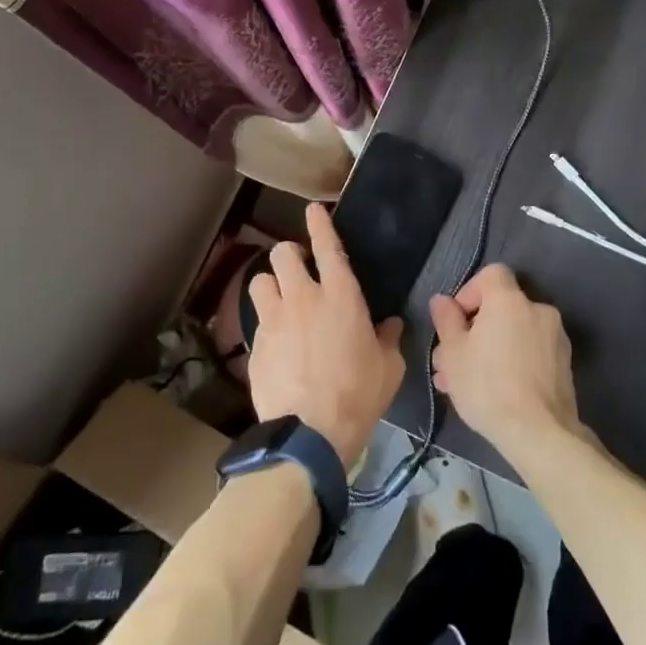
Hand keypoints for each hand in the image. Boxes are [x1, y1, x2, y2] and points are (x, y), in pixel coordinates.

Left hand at [247, 203, 404, 464]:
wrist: (309, 434)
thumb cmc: (358, 395)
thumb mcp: (389, 368)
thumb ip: (389, 339)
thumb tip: (390, 325)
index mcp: (340, 296)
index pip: (327, 246)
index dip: (319, 223)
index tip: (313, 210)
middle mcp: (303, 298)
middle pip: (282, 254)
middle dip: (289, 254)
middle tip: (299, 268)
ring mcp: (274, 320)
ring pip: (260, 280)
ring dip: (271, 284)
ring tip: (280, 300)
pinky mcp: (255, 345)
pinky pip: (257, 320)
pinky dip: (266, 323)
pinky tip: (276, 342)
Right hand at [430, 264, 580, 452]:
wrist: (539, 433)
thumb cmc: (488, 386)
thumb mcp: (453, 353)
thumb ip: (446, 320)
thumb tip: (442, 301)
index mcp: (510, 300)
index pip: (492, 274)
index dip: (470, 292)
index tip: (456, 320)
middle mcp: (537, 310)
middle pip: (500, 308)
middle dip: (473, 330)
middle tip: (450, 361)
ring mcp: (555, 337)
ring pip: (513, 333)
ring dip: (489, 349)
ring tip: (464, 383)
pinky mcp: (564, 364)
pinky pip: (530, 351)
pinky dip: (511, 361)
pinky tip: (493, 391)